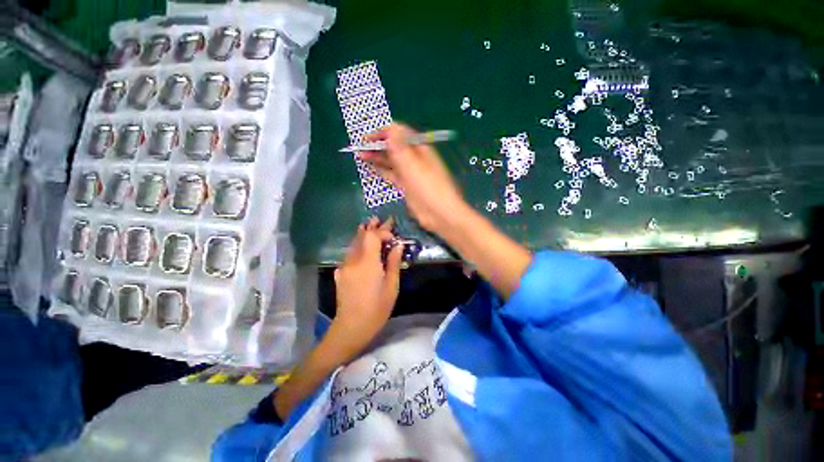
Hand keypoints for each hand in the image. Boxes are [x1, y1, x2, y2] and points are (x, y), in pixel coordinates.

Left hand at [331, 217, 403, 359]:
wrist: (351, 327)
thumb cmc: (377, 309)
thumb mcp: (391, 286)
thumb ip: (393, 263)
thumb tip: (397, 245)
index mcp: (368, 263)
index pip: (373, 237)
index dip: (383, 231)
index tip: (393, 232)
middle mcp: (353, 260)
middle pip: (361, 236)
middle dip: (372, 227)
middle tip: (380, 219)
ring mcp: (344, 266)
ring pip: (354, 243)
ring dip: (363, 233)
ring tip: (370, 223)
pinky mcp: (340, 272)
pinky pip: (350, 252)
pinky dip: (358, 244)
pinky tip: (362, 244)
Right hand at [360, 123, 467, 232]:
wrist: (439, 214)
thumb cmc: (428, 187)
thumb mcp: (413, 166)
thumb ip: (400, 148)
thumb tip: (390, 127)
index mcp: (420, 149)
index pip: (400, 134)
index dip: (383, 133)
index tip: (367, 138)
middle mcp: (414, 158)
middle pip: (394, 147)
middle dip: (377, 145)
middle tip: (359, 148)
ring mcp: (410, 173)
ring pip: (392, 161)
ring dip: (377, 158)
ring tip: (360, 156)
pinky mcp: (406, 186)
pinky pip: (392, 175)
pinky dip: (382, 171)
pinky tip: (372, 169)